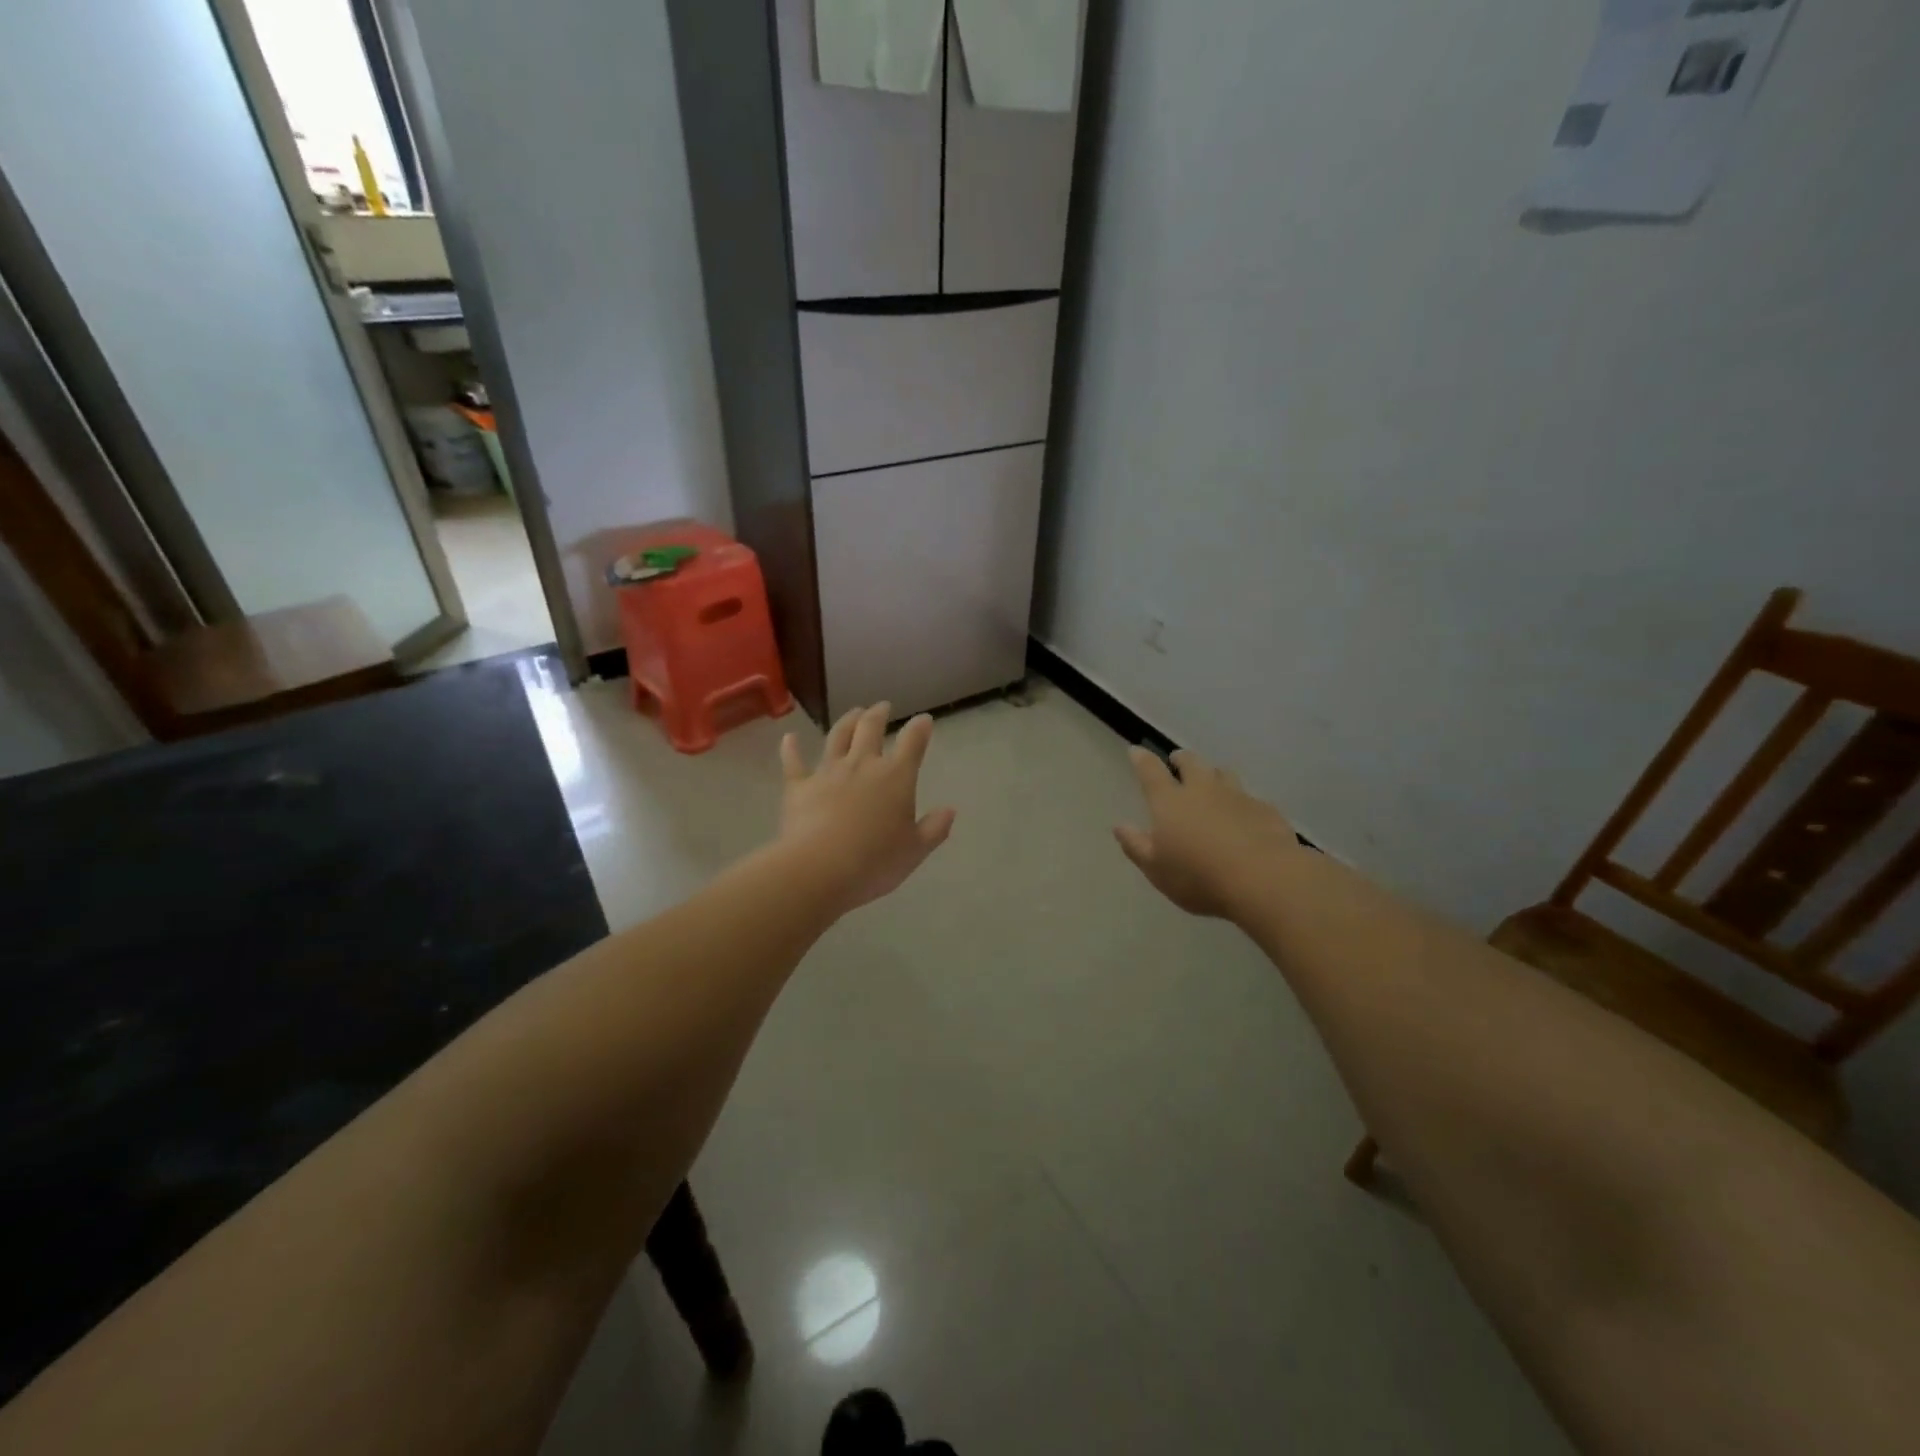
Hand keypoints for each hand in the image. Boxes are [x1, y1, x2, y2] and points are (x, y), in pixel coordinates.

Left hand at [779, 703, 955, 914]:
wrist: (820, 868)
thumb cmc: (875, 861)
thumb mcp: (915, 850)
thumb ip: (934, 828)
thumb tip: (950, 810)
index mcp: (896, 777)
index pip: (912, 743)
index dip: (920, 728)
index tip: (924, 720)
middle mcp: (862, 765)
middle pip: (870, 729)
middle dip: (878, 714)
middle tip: (882, 707)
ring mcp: (828, 772)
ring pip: (837, 737)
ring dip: (846, 721)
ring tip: (853, 713)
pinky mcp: (799, 786)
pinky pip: (794, 762)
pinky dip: (791, 748)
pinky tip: (789, 738)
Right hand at [1114, 747, 1299, 918]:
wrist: (1264, 879)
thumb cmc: (1199, 877)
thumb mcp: (1156, 869)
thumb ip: (1136, 845)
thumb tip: (1120, 826)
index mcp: (1170, 802)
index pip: (1151, 772)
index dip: (1142, 759)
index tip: (1136, 750)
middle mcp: (1203, 790)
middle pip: (1191, 763)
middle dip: (1181, 759)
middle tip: (1177, 761)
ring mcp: (1237, 797)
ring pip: (1223, 774)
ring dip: (1213, 774)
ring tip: (1211, 782)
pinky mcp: (1266, 810)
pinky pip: (1250, 798)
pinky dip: (1241, 801)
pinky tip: (1244, 816)